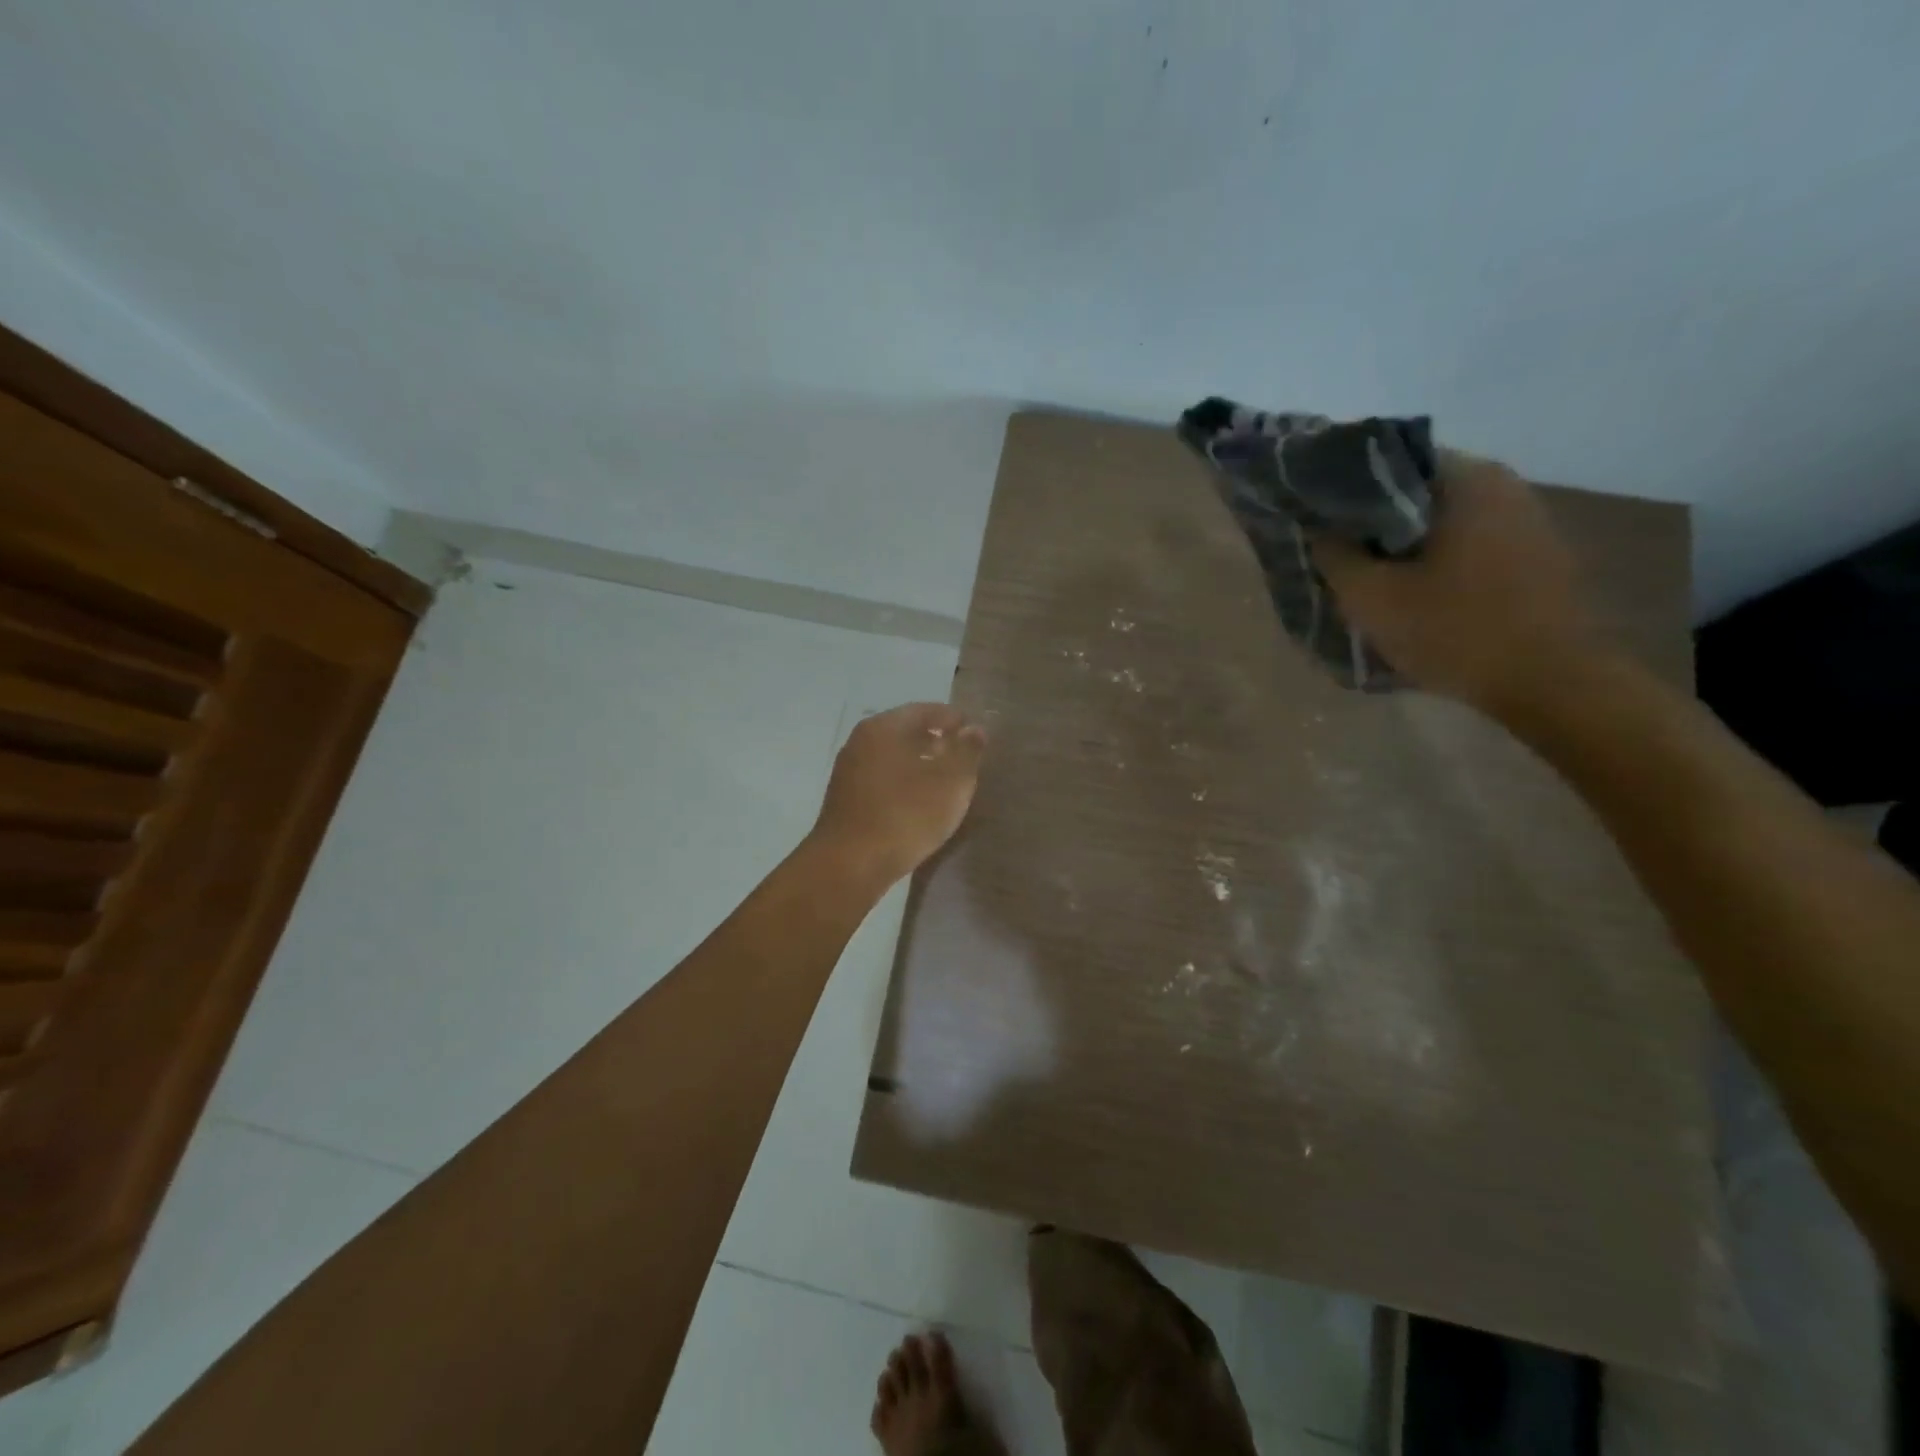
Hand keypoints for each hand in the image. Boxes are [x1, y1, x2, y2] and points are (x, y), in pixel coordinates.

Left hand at [810, 703, 986, 887]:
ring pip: (893, 756)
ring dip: (920, 763)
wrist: (850, 865)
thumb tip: (974, 729)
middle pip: (906, 731)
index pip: (926, 710)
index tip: (975, 733)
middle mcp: (861, 741)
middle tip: (964, 757)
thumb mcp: (951, 782)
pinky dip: (904, 782)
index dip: (954, 719)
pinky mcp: (845, 798)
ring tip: (946, 781)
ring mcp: (849, 770)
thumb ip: (967, 752)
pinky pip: (882, 778)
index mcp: (884, 727)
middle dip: (937, 741)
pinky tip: (919, 801)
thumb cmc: (906, 815)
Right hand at [1313, 451, 1606, 713]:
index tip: (1313, 516)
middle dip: (1370, 520)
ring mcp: (1524, 520)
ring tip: (1363, 573)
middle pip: (1414, 492)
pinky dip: (1431, 560)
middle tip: (1331, 549)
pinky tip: (1408, 591)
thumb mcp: (1371, 597)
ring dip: (1400, 544)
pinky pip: (1465, 544)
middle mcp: (1502, 485)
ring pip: (1439, 521)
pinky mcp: (1532, 556)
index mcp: (1466, 480)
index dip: (1342, 488)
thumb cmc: (1454, 630)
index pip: (1387, 461)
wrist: (1550, 683)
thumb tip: (1318, 530)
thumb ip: (1334, 556)